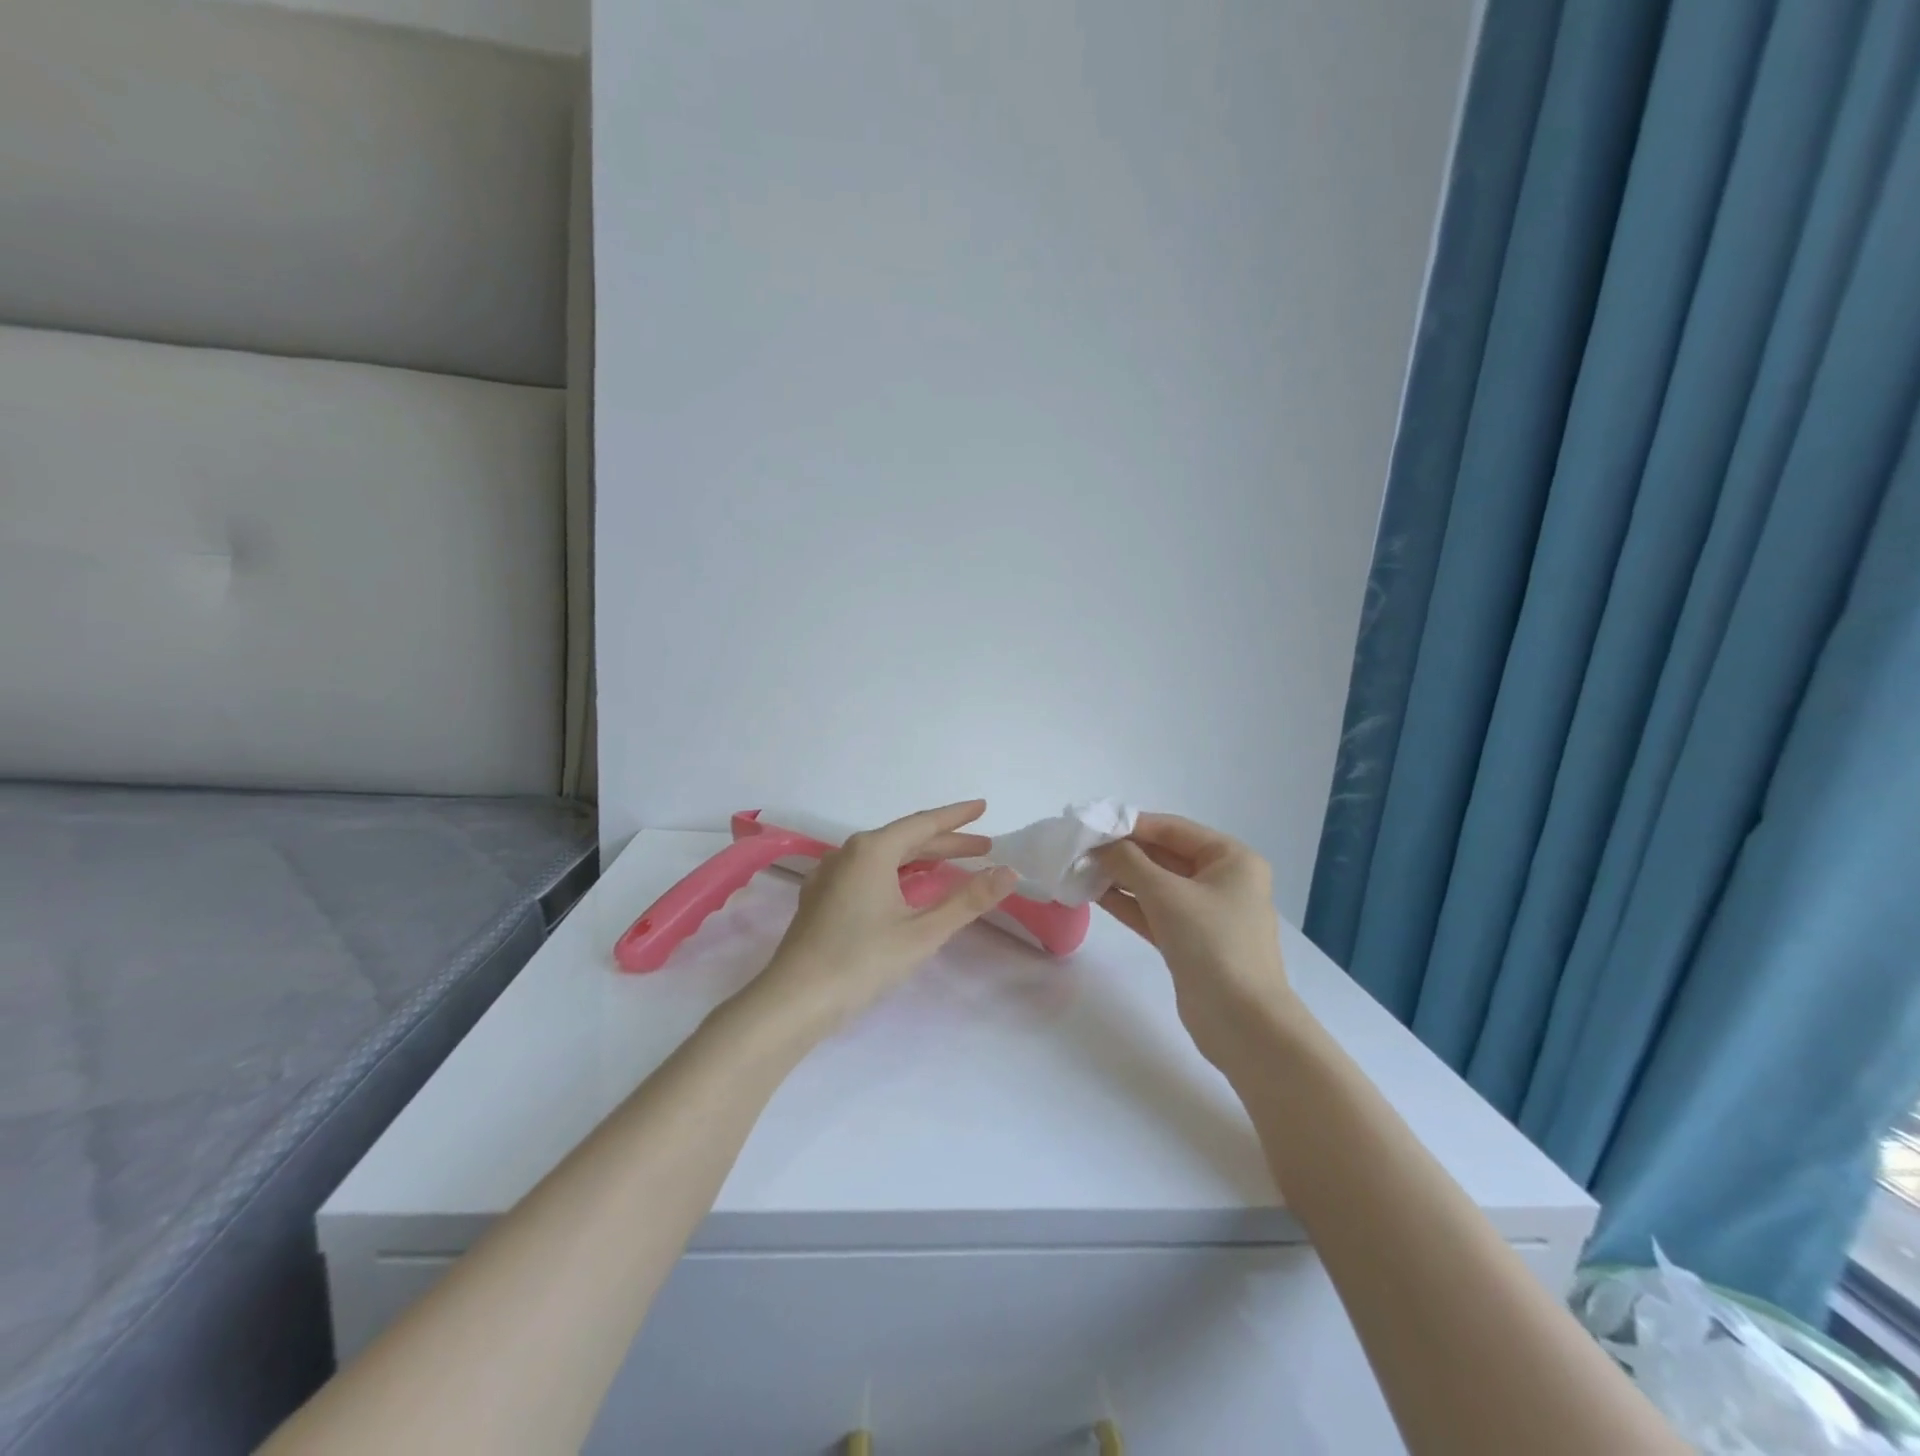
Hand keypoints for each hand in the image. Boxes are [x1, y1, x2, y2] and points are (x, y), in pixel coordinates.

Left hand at [749, 801, 1017, 1032]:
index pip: (923, 824)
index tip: (983, 807)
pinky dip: (896, 873)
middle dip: (945, 841)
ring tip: (952, 864)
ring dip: (920, 858)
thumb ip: (967, 900)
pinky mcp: (821, 898)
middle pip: (905, 839)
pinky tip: (906, 888)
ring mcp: (830, 875)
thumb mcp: (922, 932)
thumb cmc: (862, 961)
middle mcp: (848, 853)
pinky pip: (867, 872)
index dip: (957, 816)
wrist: (794, 1000)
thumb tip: (1009, 872)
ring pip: (884, 856)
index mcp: (872, 850)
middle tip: (983, 847)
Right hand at [1093, 814, 1308, 1075]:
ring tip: (1081, 870)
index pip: (1173, 829)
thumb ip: (1129, 862)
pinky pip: (1155, 911)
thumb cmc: (1212, 943)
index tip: (1092, 825)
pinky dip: (1128, 903)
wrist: (1242, 1022)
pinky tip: (1095, 895)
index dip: (1131, 824)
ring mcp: (1207, 913)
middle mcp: (1223, 880)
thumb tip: (1100, 847)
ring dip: (1121, 878)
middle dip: (1123, 853)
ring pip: (1157, 885)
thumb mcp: (1166, 894)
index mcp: (1231, 859)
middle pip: (1164, 855)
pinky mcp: (1191, 941)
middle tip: (1080, 850)